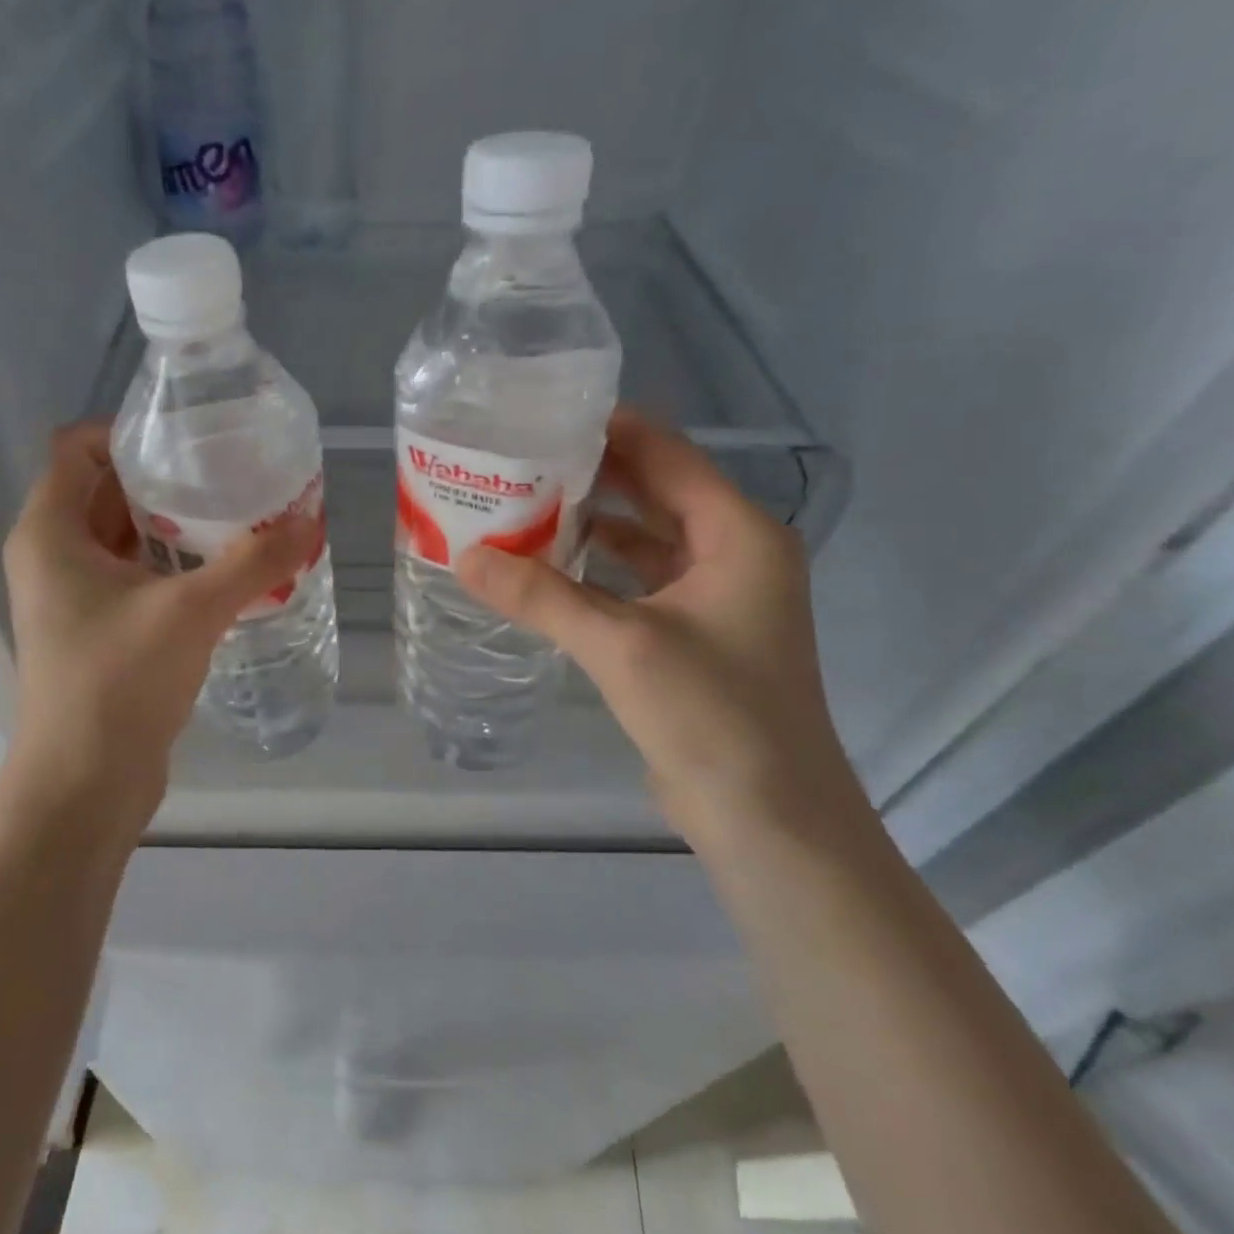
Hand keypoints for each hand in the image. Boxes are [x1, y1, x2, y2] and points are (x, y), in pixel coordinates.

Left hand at [0, 422, 317, 828]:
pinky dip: (172, 567)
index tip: (191, 439)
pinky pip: (133, 578)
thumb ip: (253, 562)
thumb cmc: (117, 682)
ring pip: (123, 539)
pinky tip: (224, 572)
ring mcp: (71, 597)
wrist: (83, 785)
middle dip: (166, 480)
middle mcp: (51, 557)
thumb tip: (311, 520)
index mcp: (49, 532)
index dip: (129, 432)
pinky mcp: (95, 632)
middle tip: (230, 474)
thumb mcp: (191, 611)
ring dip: (174, 527)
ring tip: (238, 516)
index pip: (77, 448)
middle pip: (105, 491)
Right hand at [456, 409, 856, 839]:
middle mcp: (734, 555)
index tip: (544, 415)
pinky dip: (596, 573)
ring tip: (521, 507)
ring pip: (643, 541)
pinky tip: (545, 570)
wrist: (768, 818)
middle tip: (520, 459)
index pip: (668, 456)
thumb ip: (541, 596)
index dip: (610, 430)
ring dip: (589, 525)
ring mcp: (715, 598)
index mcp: (738, 535)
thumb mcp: (621, 645)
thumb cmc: (713, 715)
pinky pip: (637, 583)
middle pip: (654, 493)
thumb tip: (464, 556)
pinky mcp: (692, 636)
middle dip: (591, 476)